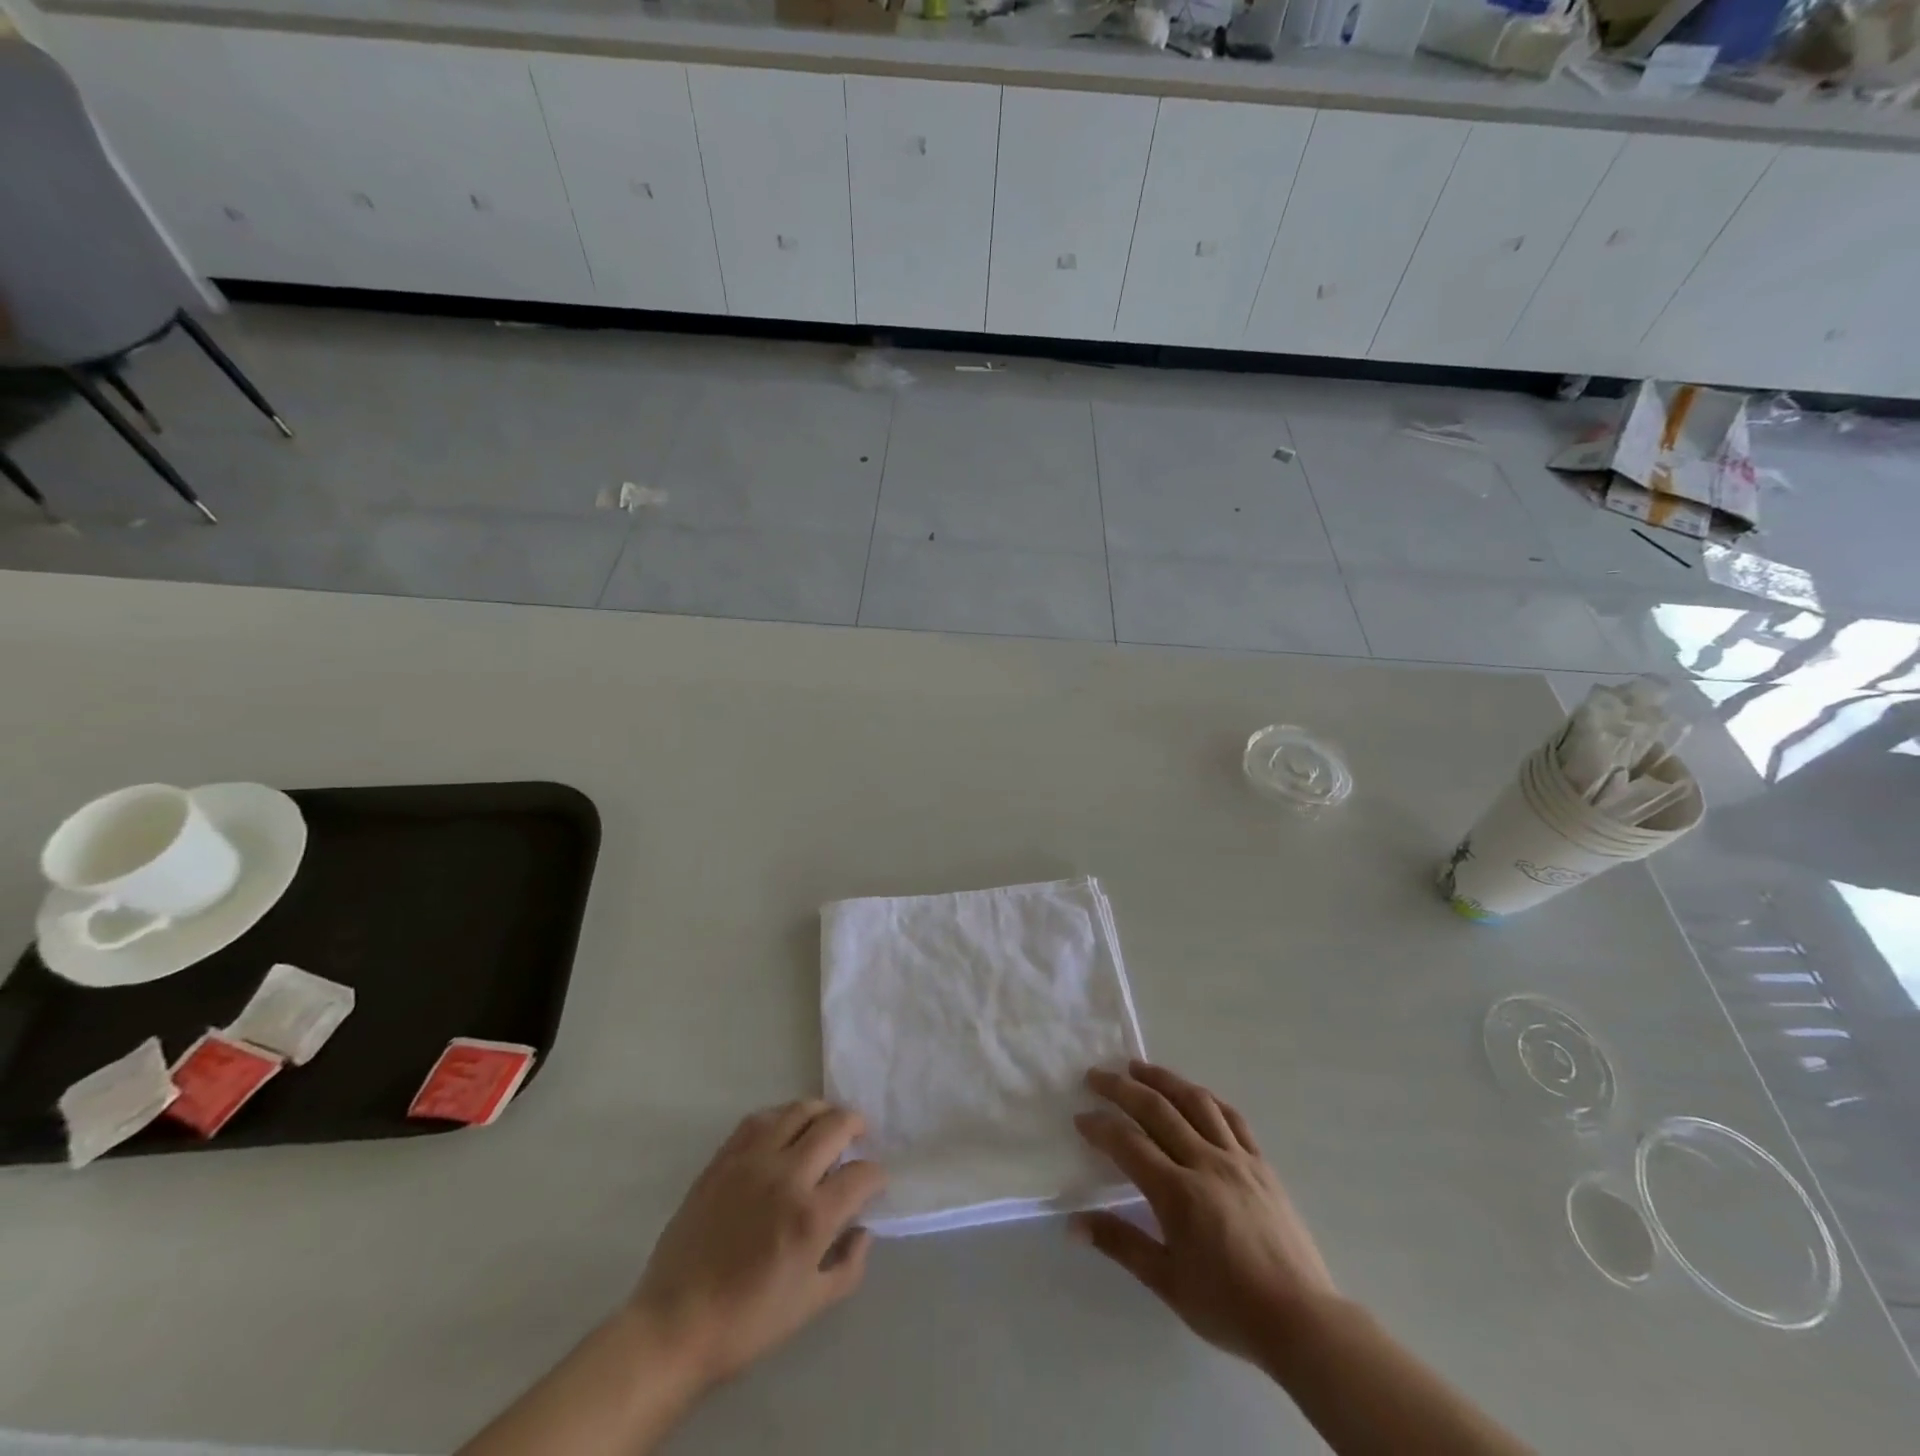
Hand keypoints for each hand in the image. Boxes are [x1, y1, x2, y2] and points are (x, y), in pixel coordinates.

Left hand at [629, 1099, 886, 1388]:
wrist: (675, 1325)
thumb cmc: (746, 1323)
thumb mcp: (810, 1306)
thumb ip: (848, 1266)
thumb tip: (863, 1230)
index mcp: (812, 1216)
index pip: (861, 1174)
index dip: (876, 1175)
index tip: (874, 1183)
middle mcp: (786, 1176)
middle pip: (835, 1126)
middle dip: (856, 1126)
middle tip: (860, 1134)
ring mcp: (752, 1162)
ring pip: (798, 1111)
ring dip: (822, 1113)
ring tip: (827, 1124)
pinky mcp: (723, 1159)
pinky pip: (759, 1120)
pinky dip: (781, 1116)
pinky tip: (785, 1128)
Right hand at [1072, 1061, 1337, 1367]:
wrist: (1301, 1320)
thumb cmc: (1228, 1307)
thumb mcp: (1167, 1283)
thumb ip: (1120, 1244)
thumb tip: (1073, 1223)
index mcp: (1177, 1193)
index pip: (1129, 1144)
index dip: (1101, 1126)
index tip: (1081, 1117)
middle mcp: (1205, 1163)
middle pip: (1157, 1110)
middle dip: (1122, 1088)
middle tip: (1097, 1075)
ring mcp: (1237, 1159)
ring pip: (1194, 1102)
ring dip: (1163, 1079)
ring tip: (1139, 1067)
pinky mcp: (1261, 1164)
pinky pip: (1231, 1118)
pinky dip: (1207, 1099)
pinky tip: (1195, 1094)